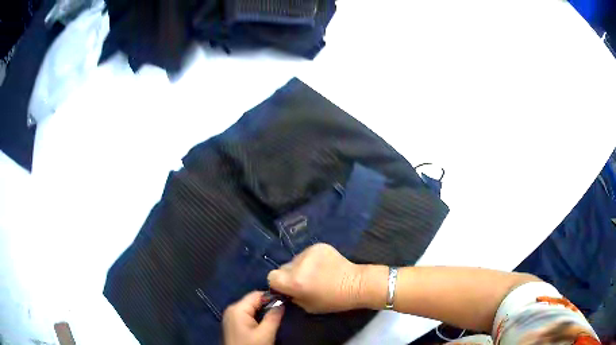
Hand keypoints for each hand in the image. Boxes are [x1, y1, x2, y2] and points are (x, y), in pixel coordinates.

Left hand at [223, 291, 283, 344]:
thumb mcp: (265, 334)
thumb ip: (273, 317)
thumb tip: (281, 302)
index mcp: (238, 308)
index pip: (257, 294)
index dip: (272, 296)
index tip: (286, 301)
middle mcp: (232, 309)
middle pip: (253, 301)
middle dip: (268, 305)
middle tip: (283, 310)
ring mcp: (231, 317)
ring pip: (251, 308)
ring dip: (263, 312)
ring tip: (277, 316)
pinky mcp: (233, 324)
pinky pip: (247, 315)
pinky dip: (257, 317)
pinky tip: (266, 322)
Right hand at [267, 243, 363, 312]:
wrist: (356, 284)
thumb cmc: (333, 300)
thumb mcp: (308, 307)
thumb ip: (293, 297)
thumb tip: (286, 290)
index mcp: (294, 281)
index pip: (271, 276)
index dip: (278, 283)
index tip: (287, 288)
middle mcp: (298, 264)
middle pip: (283, 267)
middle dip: (289, 275)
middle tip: (303, 281)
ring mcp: (308, 252)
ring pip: (295, 260)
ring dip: (301, 267)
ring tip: (316, 273)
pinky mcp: (319, 246)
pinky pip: (306, 254)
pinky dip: (311, 260)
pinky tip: (323, 266)